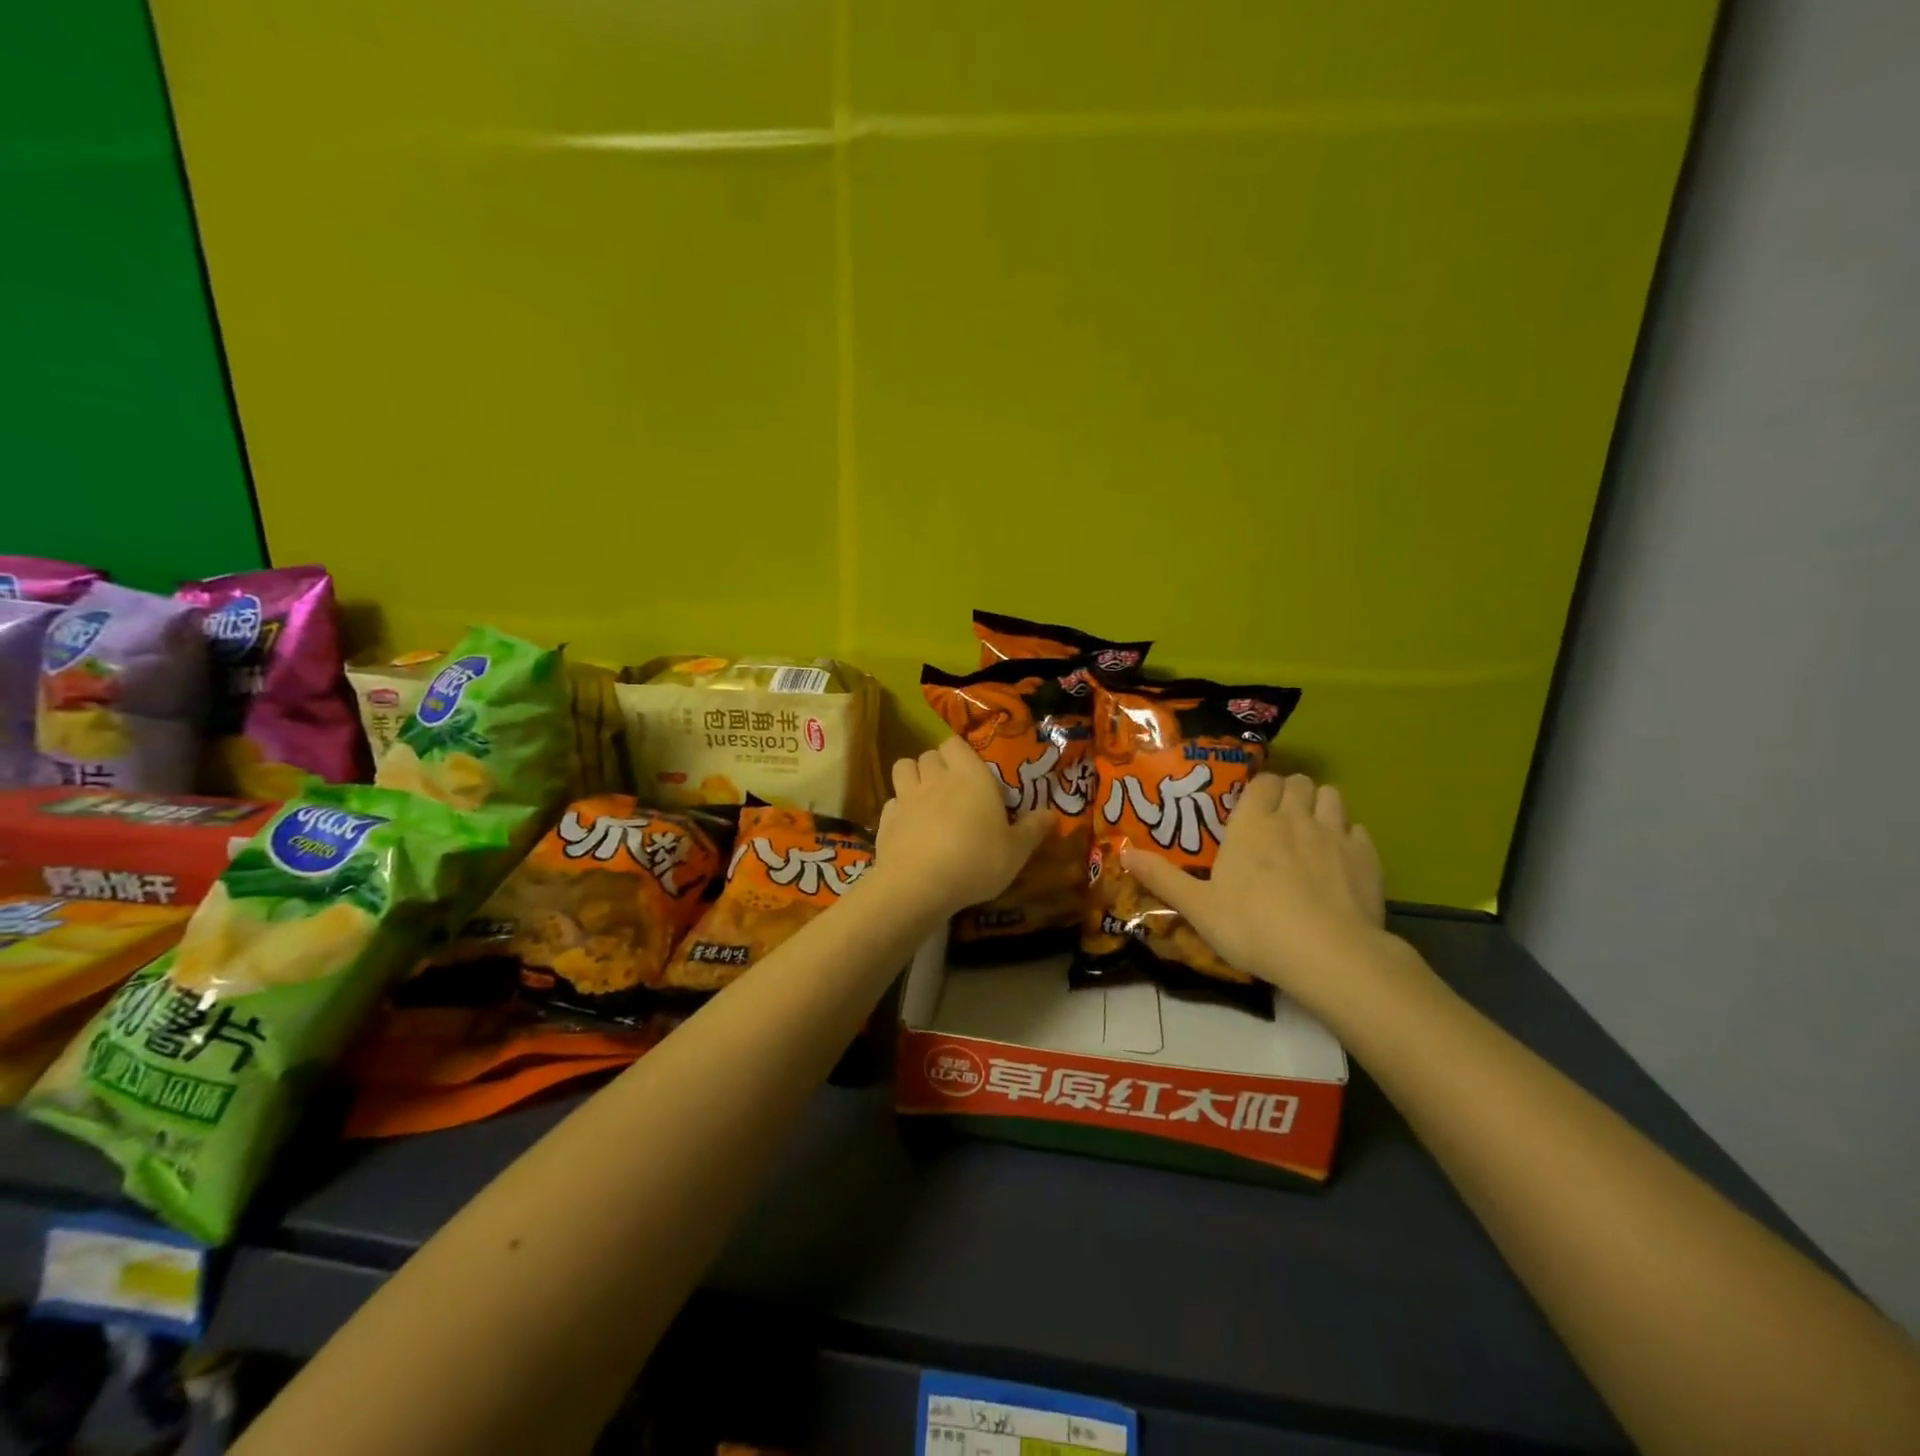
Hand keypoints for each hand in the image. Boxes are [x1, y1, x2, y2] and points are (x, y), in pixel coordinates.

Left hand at [873, 737, 1055, 916]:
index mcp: (970, 776)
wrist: (919, 885)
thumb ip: (1032, 830)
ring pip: (903, 768)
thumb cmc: (976, 860)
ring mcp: (906, 796)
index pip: (956, 743)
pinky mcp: (885, 819)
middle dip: (938, 765)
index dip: (960, 753)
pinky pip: (892, 801)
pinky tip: (909, 827)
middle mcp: (936, 777)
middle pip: (930, 754)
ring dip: (913, 777)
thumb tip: (1052, 814)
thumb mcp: (1016, 851)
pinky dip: (899, 808)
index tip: (971, 772)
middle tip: (951, 788)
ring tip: (925, 798)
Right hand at [1123, 773, 1387, 1013]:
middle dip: (1290, 792)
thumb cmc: (1254, 927)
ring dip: (1320, 805)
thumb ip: (1162, 878)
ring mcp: (1335, 835)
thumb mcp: (1198, 907)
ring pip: (1332, 796)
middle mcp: (1294, 818)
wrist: (1329, 956)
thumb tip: (1123, 853)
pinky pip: (1358, 830)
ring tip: (1310, 831)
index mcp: (1253, 824)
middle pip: (1299, 782)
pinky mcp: (1367, 858)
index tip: (1252, 808)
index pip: (1262, 781)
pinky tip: (1339, 861)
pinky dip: (1348, 837)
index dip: (1259, 789)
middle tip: (1279, 819)